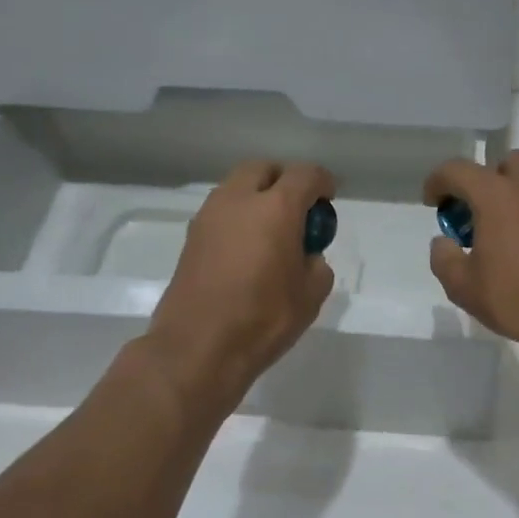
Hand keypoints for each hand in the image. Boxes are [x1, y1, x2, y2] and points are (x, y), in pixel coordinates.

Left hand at [145, 160, 336, 419]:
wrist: (197, 348)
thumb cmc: (263, 319)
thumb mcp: (311, 295)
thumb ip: (316, 264)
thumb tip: (305, 256)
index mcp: (275, 208)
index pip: (305, 175)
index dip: (322, 183)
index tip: (327, 200)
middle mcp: (238, 201)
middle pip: (264, 169)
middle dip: (284, 180)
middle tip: (297, 210)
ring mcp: (209, 216)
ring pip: (237, 187)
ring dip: (257, 196)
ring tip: (271, 231)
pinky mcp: (191, 237)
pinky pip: (221, 211)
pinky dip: (238, 217)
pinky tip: (247, 250)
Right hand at [423, 150, 518, 359]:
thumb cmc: (518, 298)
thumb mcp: (463, 287)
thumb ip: (444, 259)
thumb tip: (444, 243)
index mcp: (497, 196)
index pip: (458, 170)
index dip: (438, 181)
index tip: (432, 202)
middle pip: (504, 163)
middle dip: (484, 179)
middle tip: (474, 210)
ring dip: (511, 194)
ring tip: (499, 230)